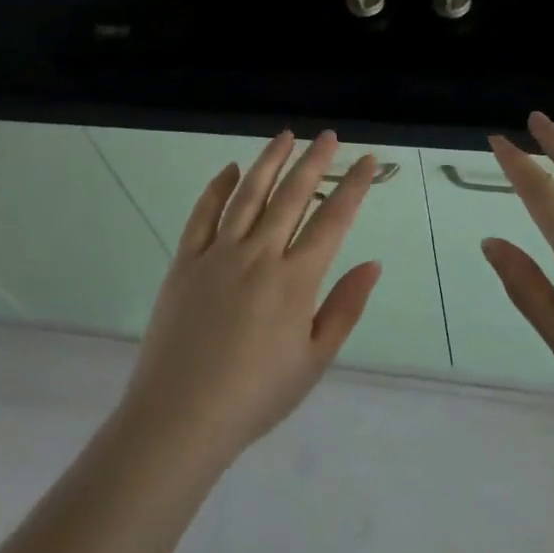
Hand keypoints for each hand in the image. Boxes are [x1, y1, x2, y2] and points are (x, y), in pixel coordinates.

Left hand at [117, 131, 381, 467]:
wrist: (180, 417)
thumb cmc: (256, 396)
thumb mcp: (314, 360)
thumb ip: (345, 308)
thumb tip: (373, 264)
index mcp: (295, 280)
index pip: (332, 220)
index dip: (353, 187)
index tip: (366, 161)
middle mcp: (259, 255)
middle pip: (292, 196)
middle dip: (314, 162)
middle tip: (329, 136)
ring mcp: (218, 254)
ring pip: (249, 194)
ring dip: (269, 161)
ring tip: (285, 136)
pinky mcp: (185, 261)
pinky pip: (203, 214)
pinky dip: (218, 188)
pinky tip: (231, 169)